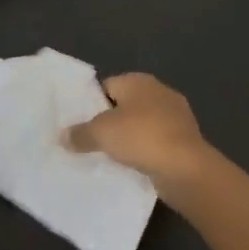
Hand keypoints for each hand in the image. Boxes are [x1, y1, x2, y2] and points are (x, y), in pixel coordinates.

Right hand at [64, 73, 220, 207]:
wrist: (186, 168)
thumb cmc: (141, 138)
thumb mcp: (100, 134)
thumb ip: (80, 133)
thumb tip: (63, 136)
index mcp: (138, 81)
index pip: (107, 86)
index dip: (92, 104)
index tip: (80, 124)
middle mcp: (159, 92)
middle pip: (125, 105)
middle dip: (110, 122)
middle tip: (91, 142)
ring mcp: (176, 116)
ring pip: (142, 125)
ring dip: (129, 139)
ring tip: (110, 157)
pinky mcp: (185, 140)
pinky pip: (156, 143)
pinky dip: (145, 152)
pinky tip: (134, 167)